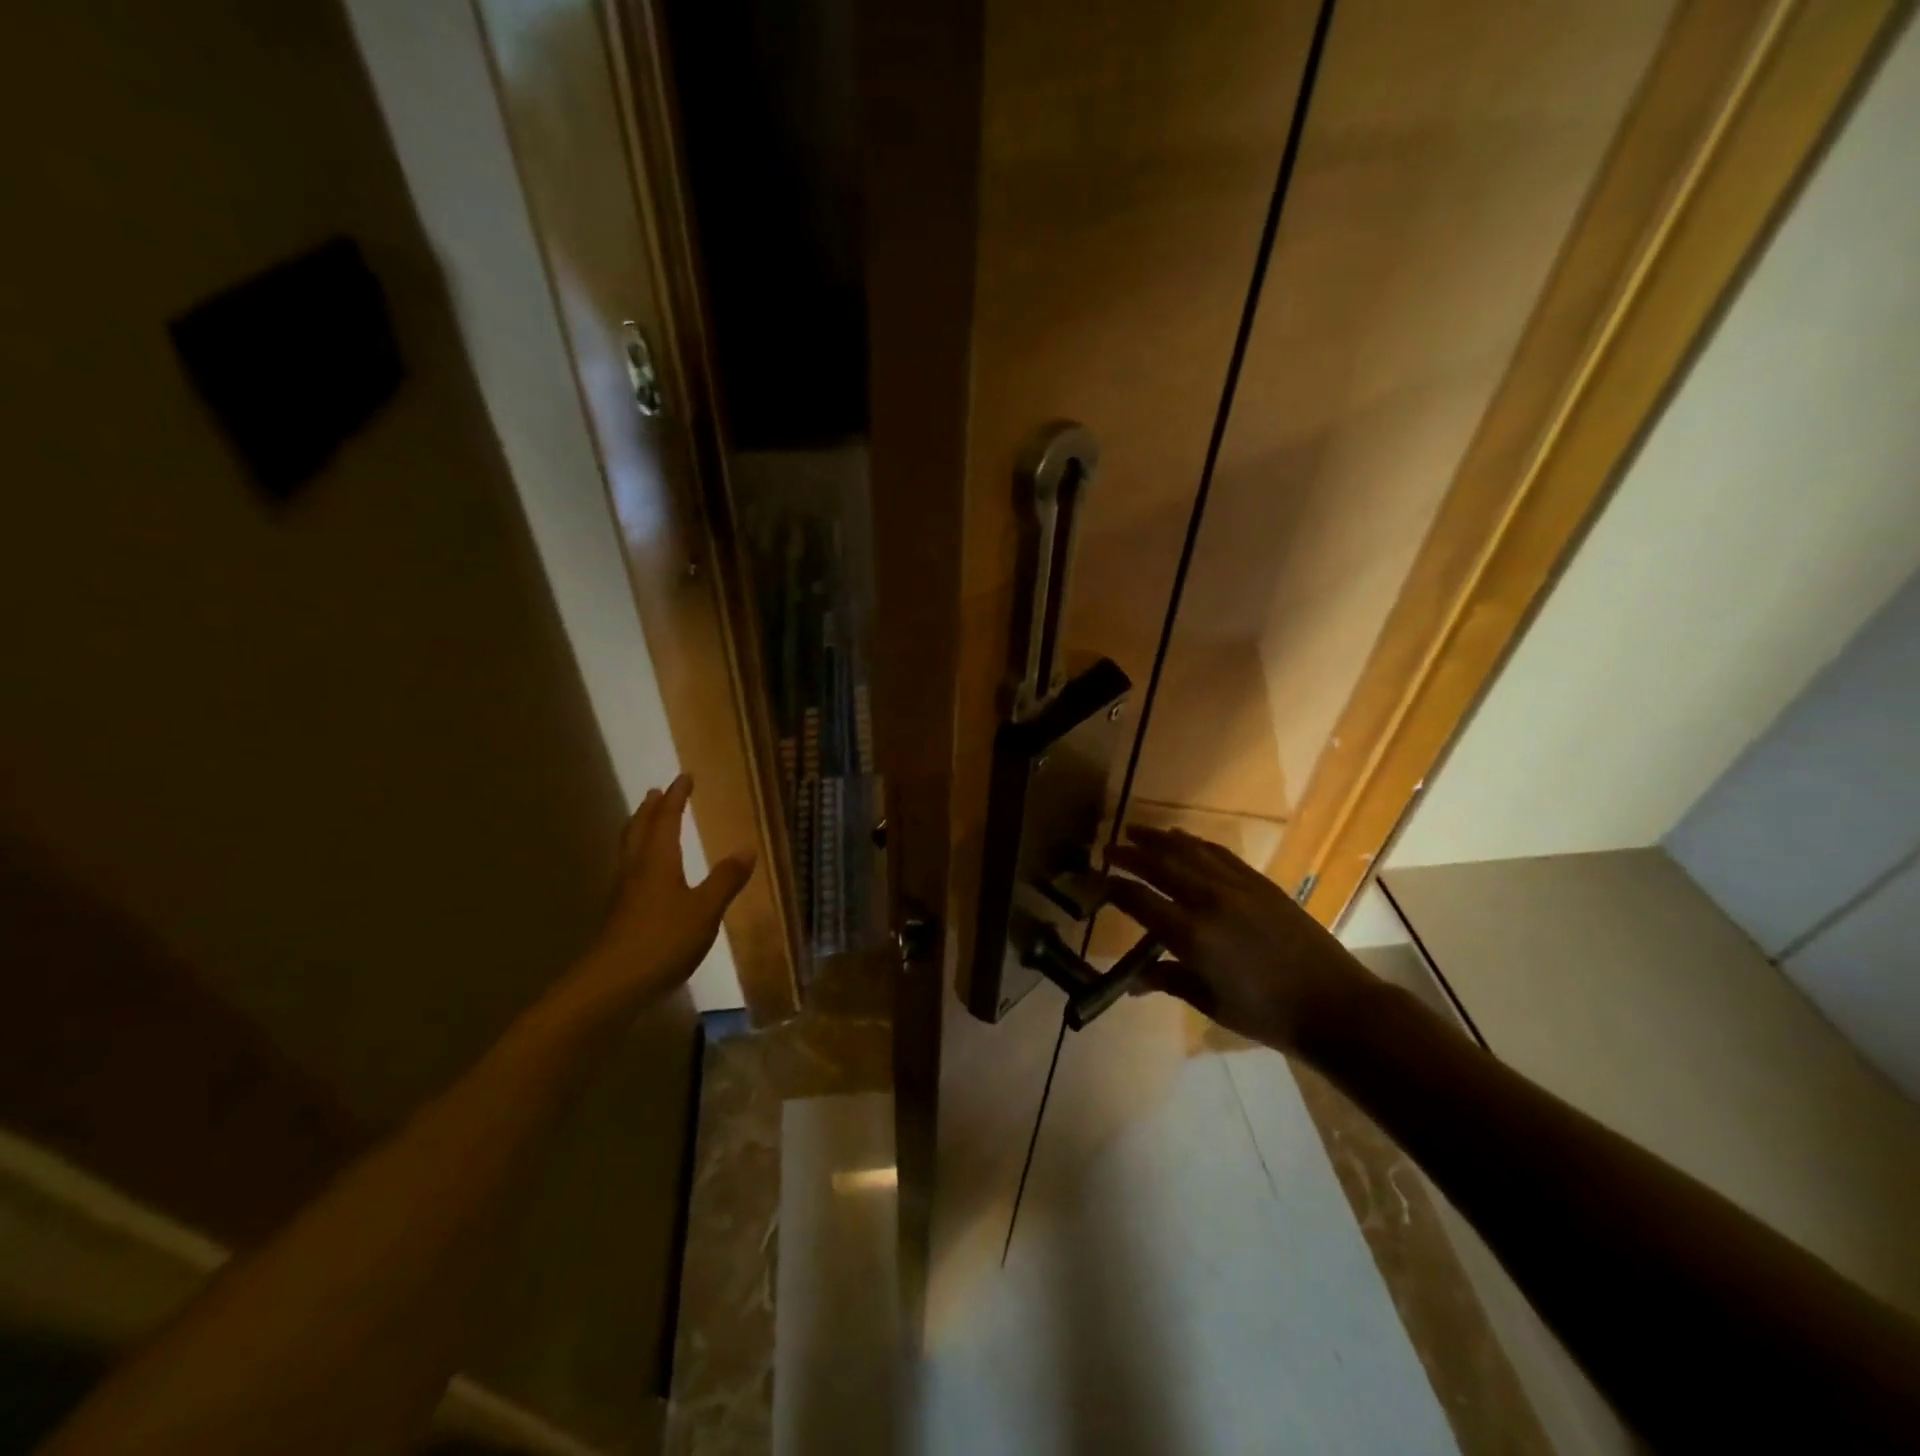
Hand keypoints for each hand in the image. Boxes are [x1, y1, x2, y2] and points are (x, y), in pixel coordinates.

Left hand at [557, 775, 754, 1023]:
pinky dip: (640, 858)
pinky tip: (648, 875)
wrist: (612, 985)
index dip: (676, 798)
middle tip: (656, 793)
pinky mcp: (620, 916)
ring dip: (640, 831)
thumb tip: (747, 848)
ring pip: (630, 851)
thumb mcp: (705, 909)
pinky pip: (630, 872)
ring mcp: (624, 895)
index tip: (684, 778)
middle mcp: (636, 870)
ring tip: (648, 823)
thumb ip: (726, 879)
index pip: (667, 820)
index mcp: (657, 861)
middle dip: (650, 810)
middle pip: (639, 830)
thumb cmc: (662, 940)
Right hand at [1105, 826, 1364, 1051]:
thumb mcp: (1209, 1002)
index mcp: (1191, 935)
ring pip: (1188, 851)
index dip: (1111, 887)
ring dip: (1158, 838)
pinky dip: (1194, 843)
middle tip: (1108, 847)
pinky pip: (1219, 853)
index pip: (1138, 900)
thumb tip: (1133, 981)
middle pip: (1159, 865)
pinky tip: (1182, 839)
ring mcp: (1236, 886)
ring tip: (1136, 829)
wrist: (1333, 1005)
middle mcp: (1209, 901)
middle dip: (1129, 853)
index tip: (1093, 880)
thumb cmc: (1265, 1014)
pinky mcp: (1259, 882)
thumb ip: (1168, 980)